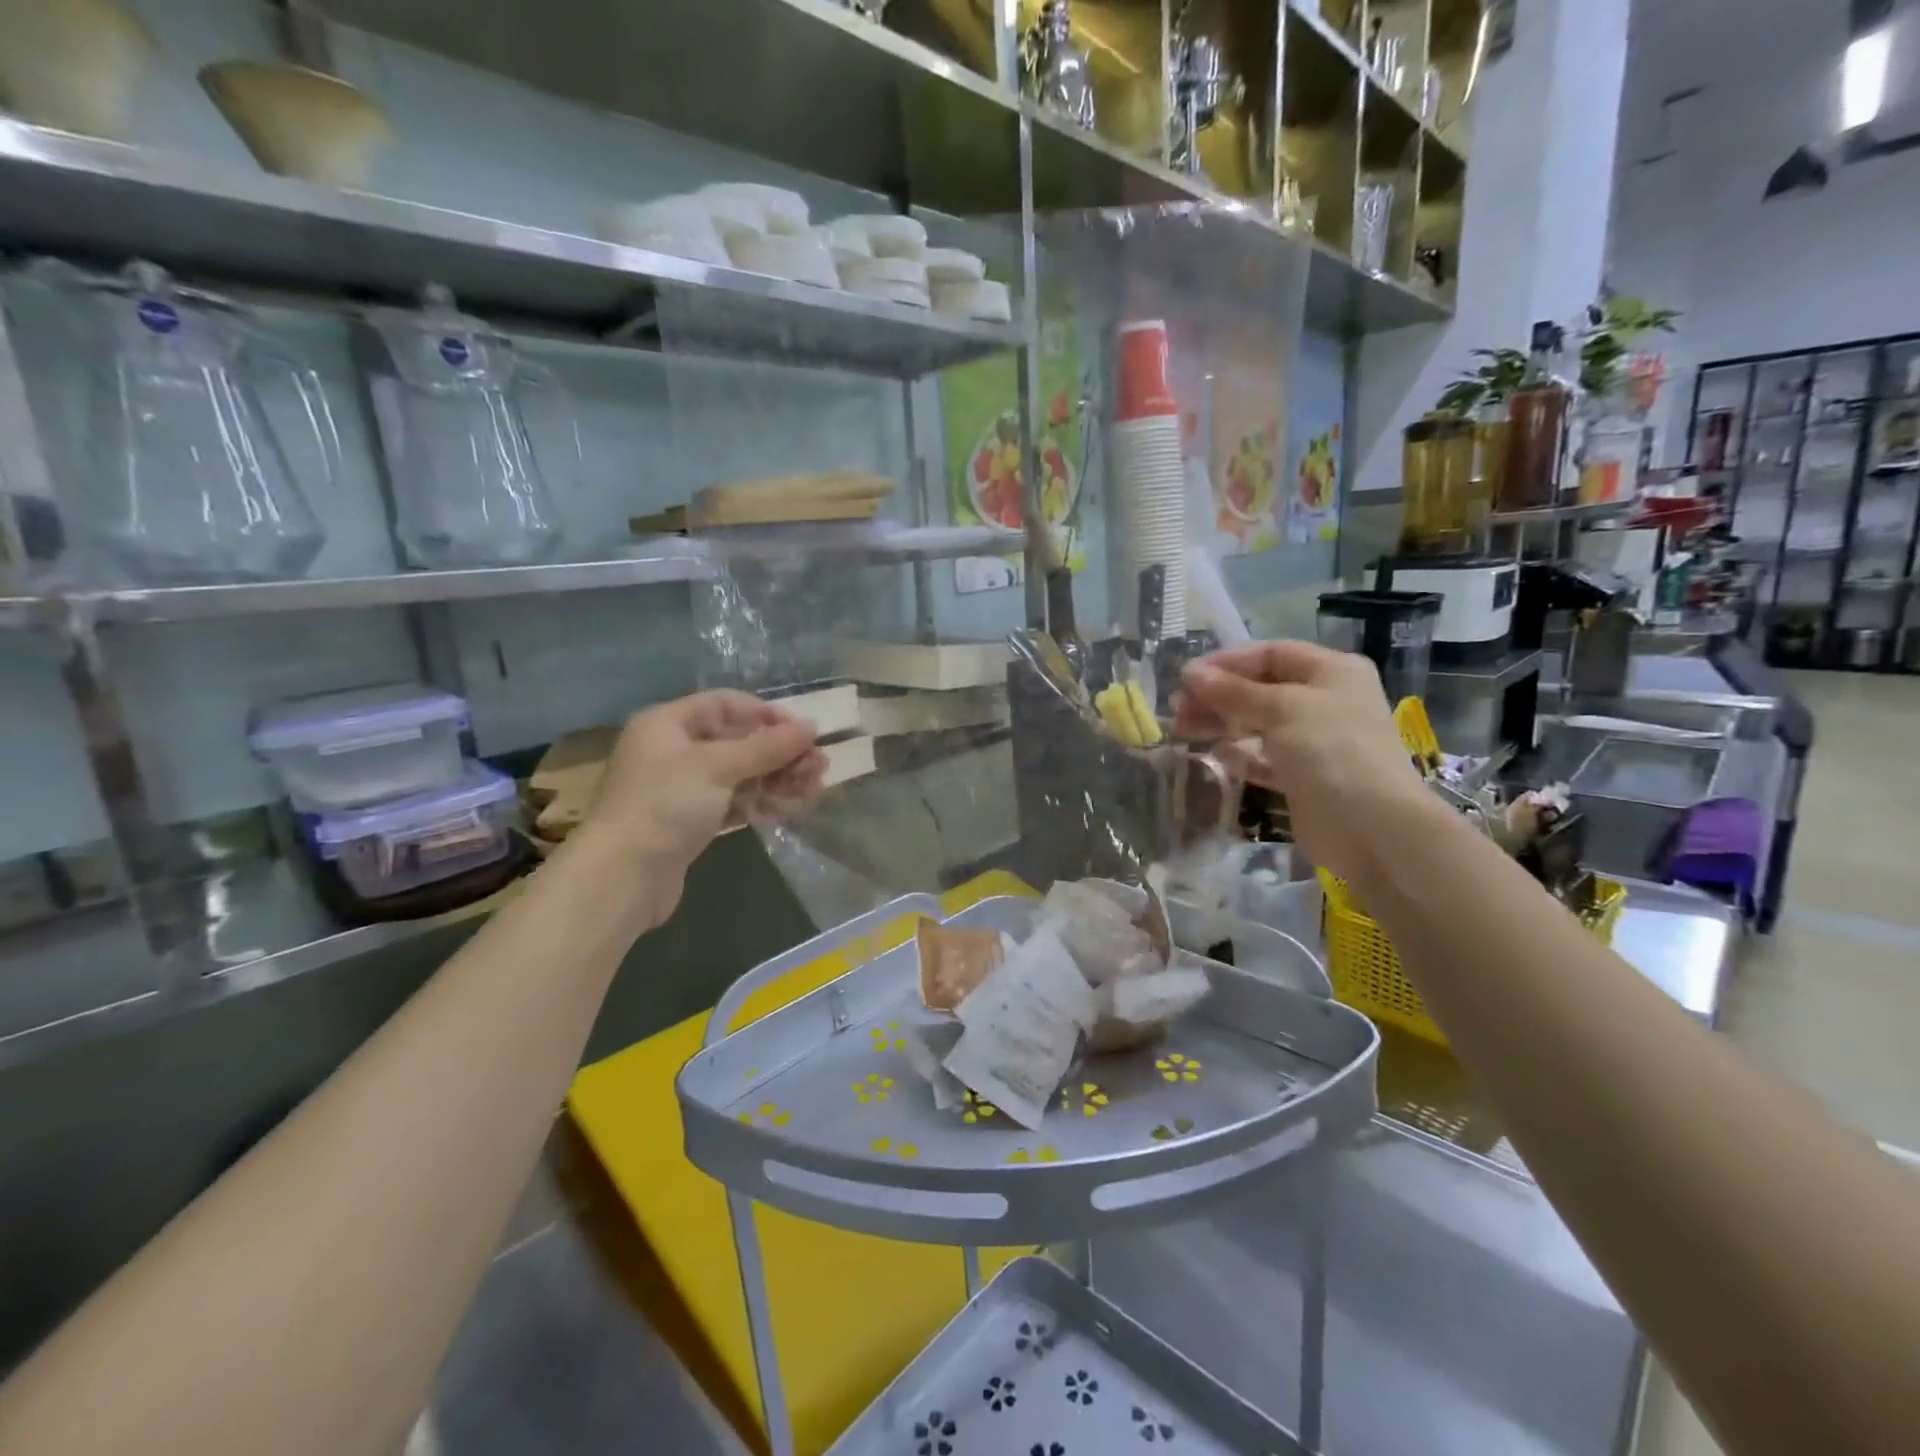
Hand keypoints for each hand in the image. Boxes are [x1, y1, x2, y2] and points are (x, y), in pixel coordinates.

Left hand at [580, 690, 826, 903]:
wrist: (622, 877)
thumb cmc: (666, 806)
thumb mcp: (719, 767)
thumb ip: (767, 746)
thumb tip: (810, 727)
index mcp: (669, 724)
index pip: (725, 704)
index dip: (766, 714)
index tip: (803, 732)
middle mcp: (674, 751)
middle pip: (737, 742)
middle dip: (780, 753)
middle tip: (819, 767)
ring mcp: (681, 789)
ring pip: (739, 775)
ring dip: (777, 780)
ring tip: (813, 791)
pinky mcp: (690, 823)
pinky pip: (732, 803)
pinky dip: (759, 803)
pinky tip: (787, 810)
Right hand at [1177, 641, 1437, 888]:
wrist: (1372, 828)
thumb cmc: (1331, 751)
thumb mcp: (1281, 709)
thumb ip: (1233, 691)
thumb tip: (1191, 673)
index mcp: (1331, 672)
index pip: (1271, 654)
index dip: (1227, 662)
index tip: (1187, 678)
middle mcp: (1325, 701)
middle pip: (1261, 688)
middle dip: (1218, 695)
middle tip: (1179, 709)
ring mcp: (1316, 740)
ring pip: (1258, 723)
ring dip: (1222, 723)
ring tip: (1184, 730)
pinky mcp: (1303, 776)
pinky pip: (1264, 757)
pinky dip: (1240, 754)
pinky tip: (1215, 756)